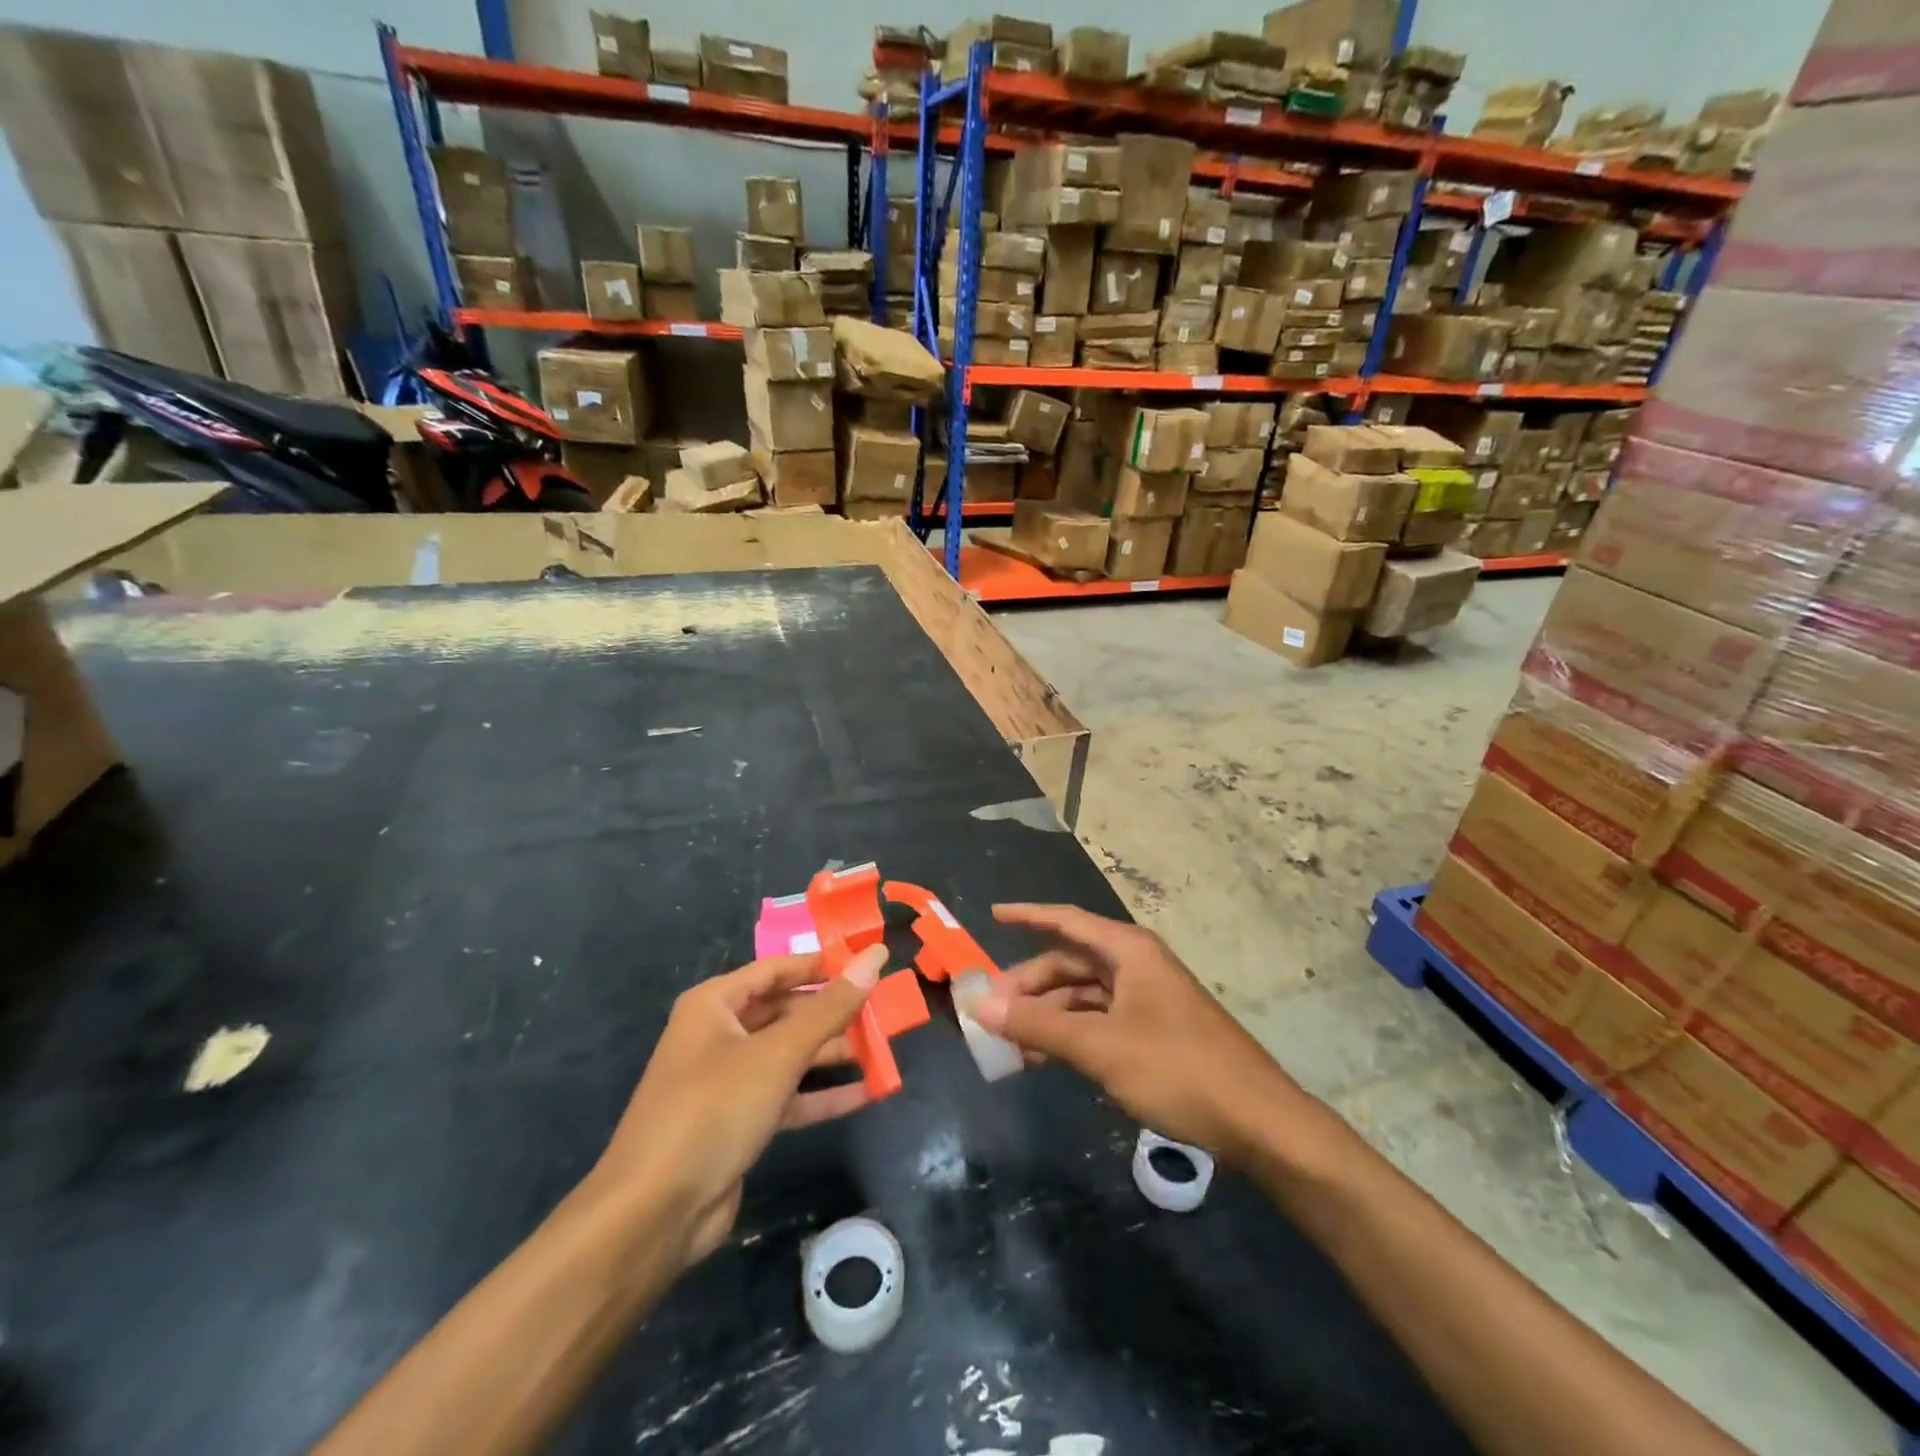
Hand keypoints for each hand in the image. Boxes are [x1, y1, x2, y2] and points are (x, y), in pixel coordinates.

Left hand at [592, 946, 885, 1266]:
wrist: (653, 1213)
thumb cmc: (713, 1110)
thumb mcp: (778, 1053)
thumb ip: (830, 1007)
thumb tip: (874, 956)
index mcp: (715, 1004)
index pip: (777, 969)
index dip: (821, 964)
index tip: (869, 962)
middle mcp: (718, 1034)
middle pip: (785, 1011)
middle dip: (832, 1013)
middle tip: (883, 1010)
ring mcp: (728, 1080)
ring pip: (789, 1054)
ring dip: (831, 1053)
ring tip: (882, 1049)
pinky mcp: (738, 1121)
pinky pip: (787, 1096)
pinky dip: (821, 1095)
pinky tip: (865, 1093)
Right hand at [972, 904, 1309, 1162]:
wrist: (1258, 1122)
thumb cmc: (1177, 1069)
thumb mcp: (1100, 1047)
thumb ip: (1038, 1024)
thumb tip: (981, 1006)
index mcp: (1128, 951)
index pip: (1067, 921)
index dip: (1028, 916)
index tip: (992, 915)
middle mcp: (1137, 966)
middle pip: (1071, 962)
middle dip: (1030, 983)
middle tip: (991, 1009)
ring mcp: (1147, 1000)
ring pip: (1083, 996)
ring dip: (1047, 1014)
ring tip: (1010, 1042)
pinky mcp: (1154, 1032)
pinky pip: (1099, 1021)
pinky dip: (1070, 1034)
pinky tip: (1046, 1057)